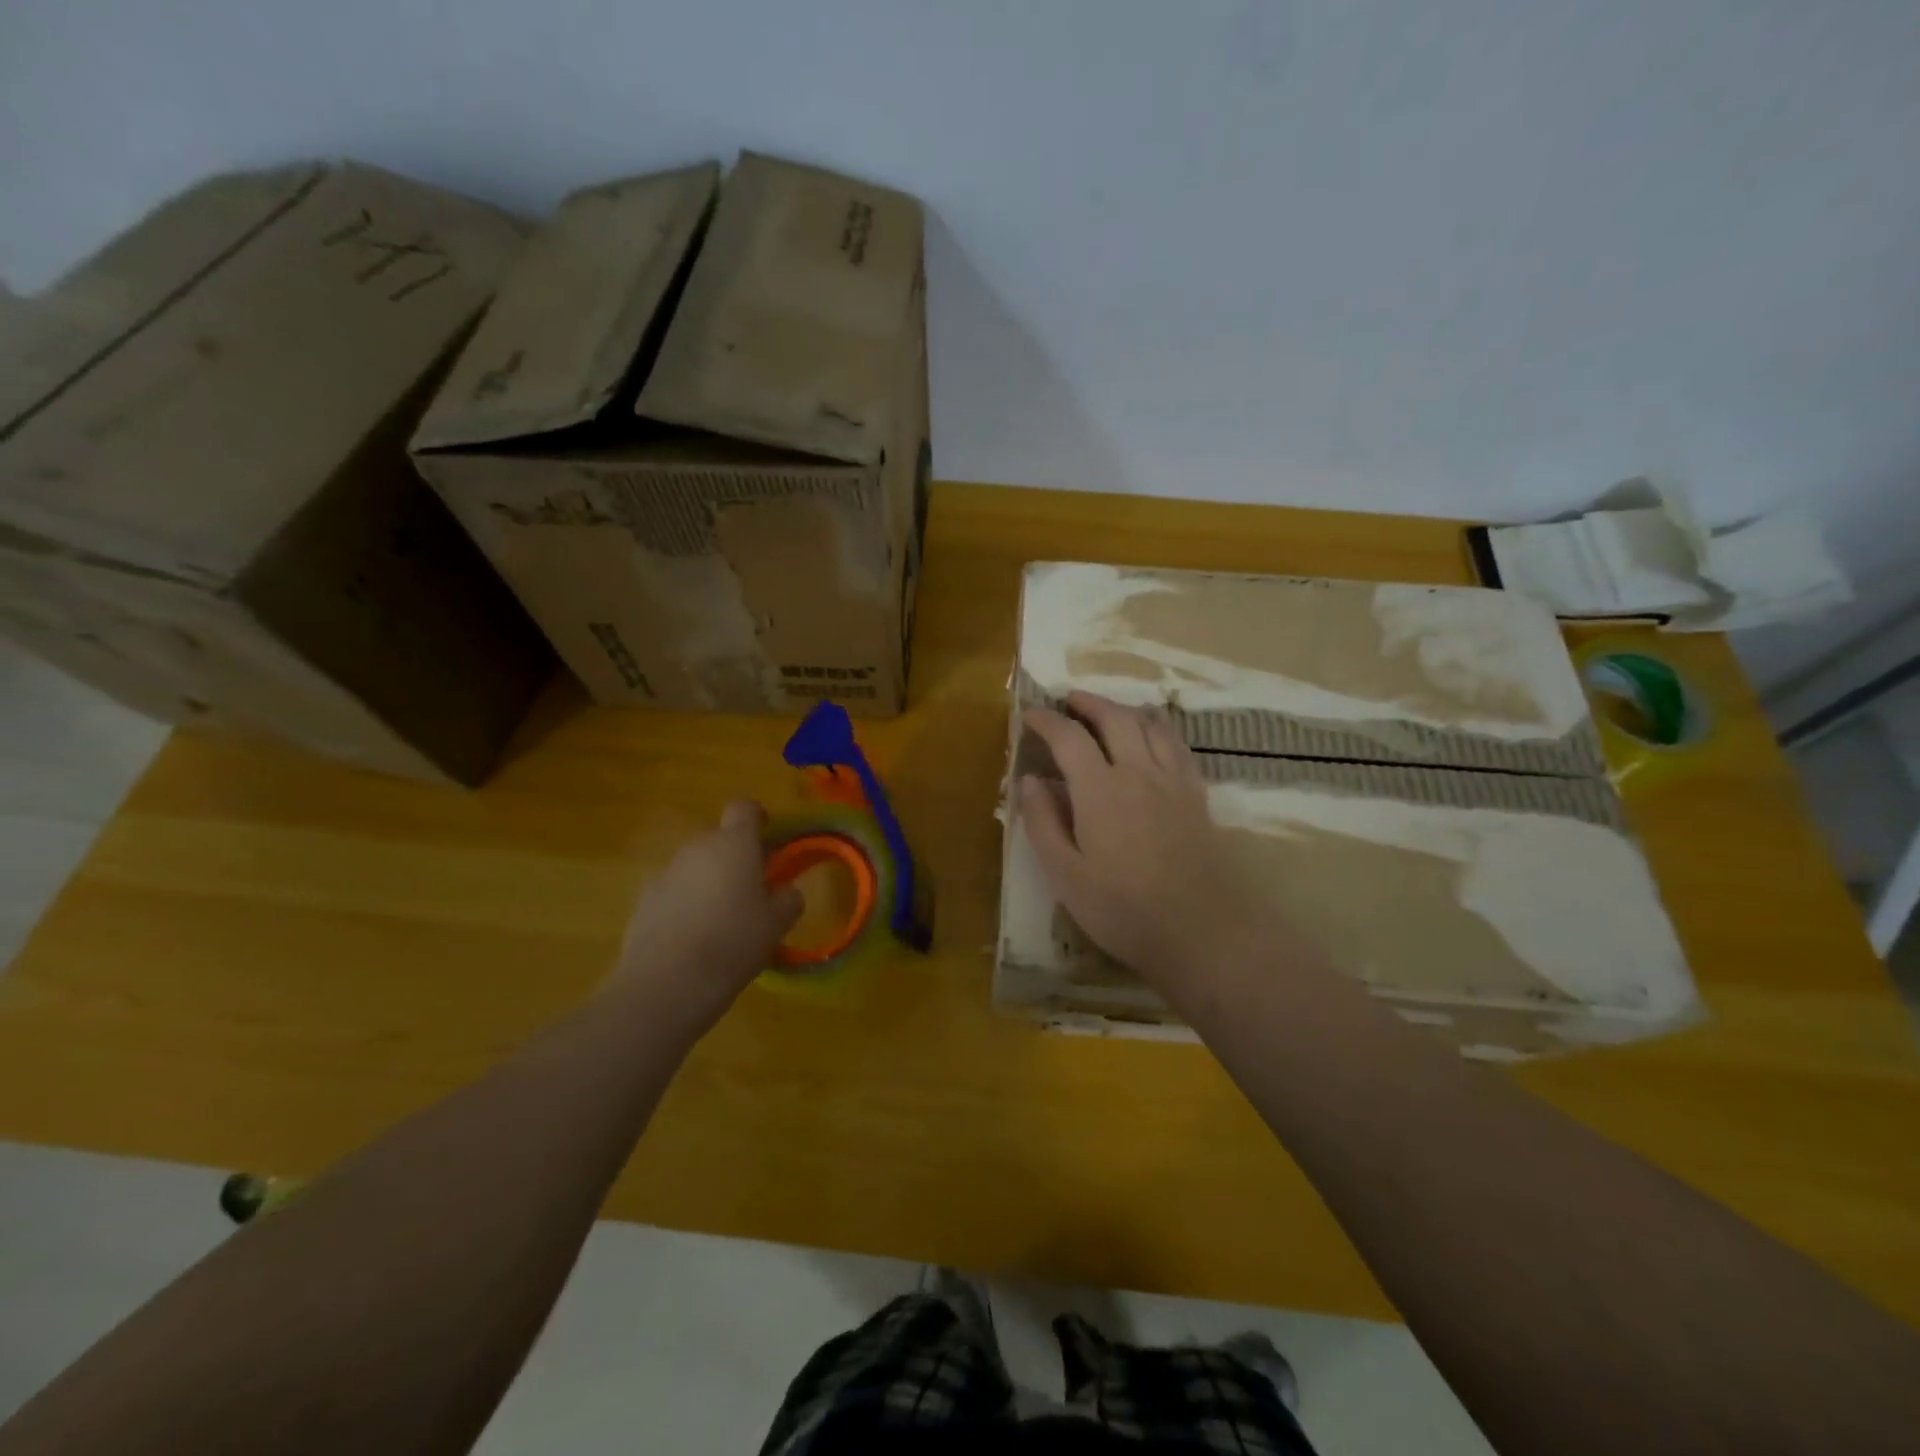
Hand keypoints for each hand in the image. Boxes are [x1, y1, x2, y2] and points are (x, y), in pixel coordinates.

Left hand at [606, 801, 801, 1036]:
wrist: (668, 982)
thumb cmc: (734, 942)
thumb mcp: (777, 923)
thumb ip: (788, 899)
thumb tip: (785, 892)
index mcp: (734, 843)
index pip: (745, 808)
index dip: (758, 818)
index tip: (768, 839)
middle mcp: (698, 847)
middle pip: (720, 839)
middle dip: (736, 857)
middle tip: (752, 891)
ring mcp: (666, 872)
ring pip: (696, 866)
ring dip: (710, 881)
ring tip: (722, 920)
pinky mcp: (644, 900)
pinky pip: (674, 891)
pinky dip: (686, 904)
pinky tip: (694, 938)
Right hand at [1019, 693, 1293, 1002]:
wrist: (1203, 932)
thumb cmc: (1123, 910)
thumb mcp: (1066, 875)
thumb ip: (1044, 823)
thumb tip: (1030, 780)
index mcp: (1099, 790)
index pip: (1068, 737)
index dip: (1046, 720)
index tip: (1030, 714)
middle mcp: (1138, 772)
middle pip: (1115, 718)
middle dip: (1089, 703)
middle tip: (1069, 701)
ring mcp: (1173, 782)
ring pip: (1150, 725)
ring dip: (1124, 710)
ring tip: (1108, 712)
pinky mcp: (1197, 796)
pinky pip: (1177, 746)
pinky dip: (1158, 730)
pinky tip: (1153, 739)